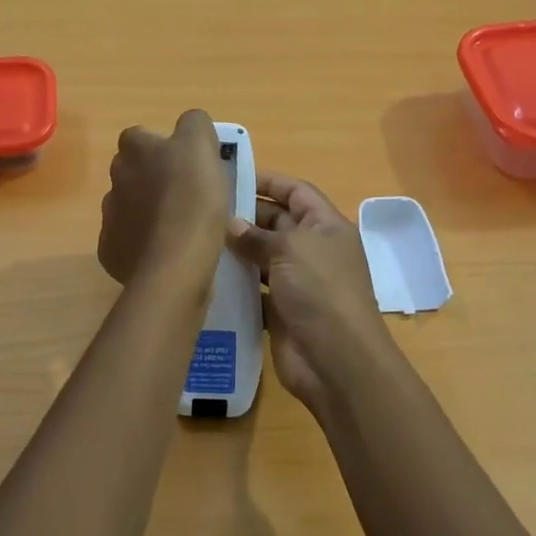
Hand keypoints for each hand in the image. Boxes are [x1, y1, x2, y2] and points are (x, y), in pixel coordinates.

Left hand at [97, 110, 230, 285]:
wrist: (174, 264)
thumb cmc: (192, 198)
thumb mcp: (203, 146)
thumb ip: (195, 124)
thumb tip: (190, 125)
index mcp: (135, 150)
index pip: (140, 136)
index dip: (162, 147)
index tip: (185, 162)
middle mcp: (115, 179)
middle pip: (132, 171)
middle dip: (151, 179)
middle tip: (185, 194)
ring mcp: (110, 217)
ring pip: (128, 206)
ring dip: (147, 211)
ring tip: (178, 227)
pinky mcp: (110, 251)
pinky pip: (127, 240)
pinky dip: (143, 243)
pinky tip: (166, 251)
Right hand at [225, 173, 397, 413]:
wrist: (335, 359)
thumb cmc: (320, 290)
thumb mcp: (290, 250)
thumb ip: (258, 235)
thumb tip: (230, 225)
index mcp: (326, 227)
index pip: (297, 192)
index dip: (269, 182)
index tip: (233, 176)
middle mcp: (314, 250)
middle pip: (278, 223)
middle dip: (246, 215)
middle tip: (205, 209)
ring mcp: (298, 282)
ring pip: (264, 257)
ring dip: (238, 250)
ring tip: (199, 239)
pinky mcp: (282, 311)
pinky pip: (255, 289)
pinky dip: (237, 283)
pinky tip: (207, 274)